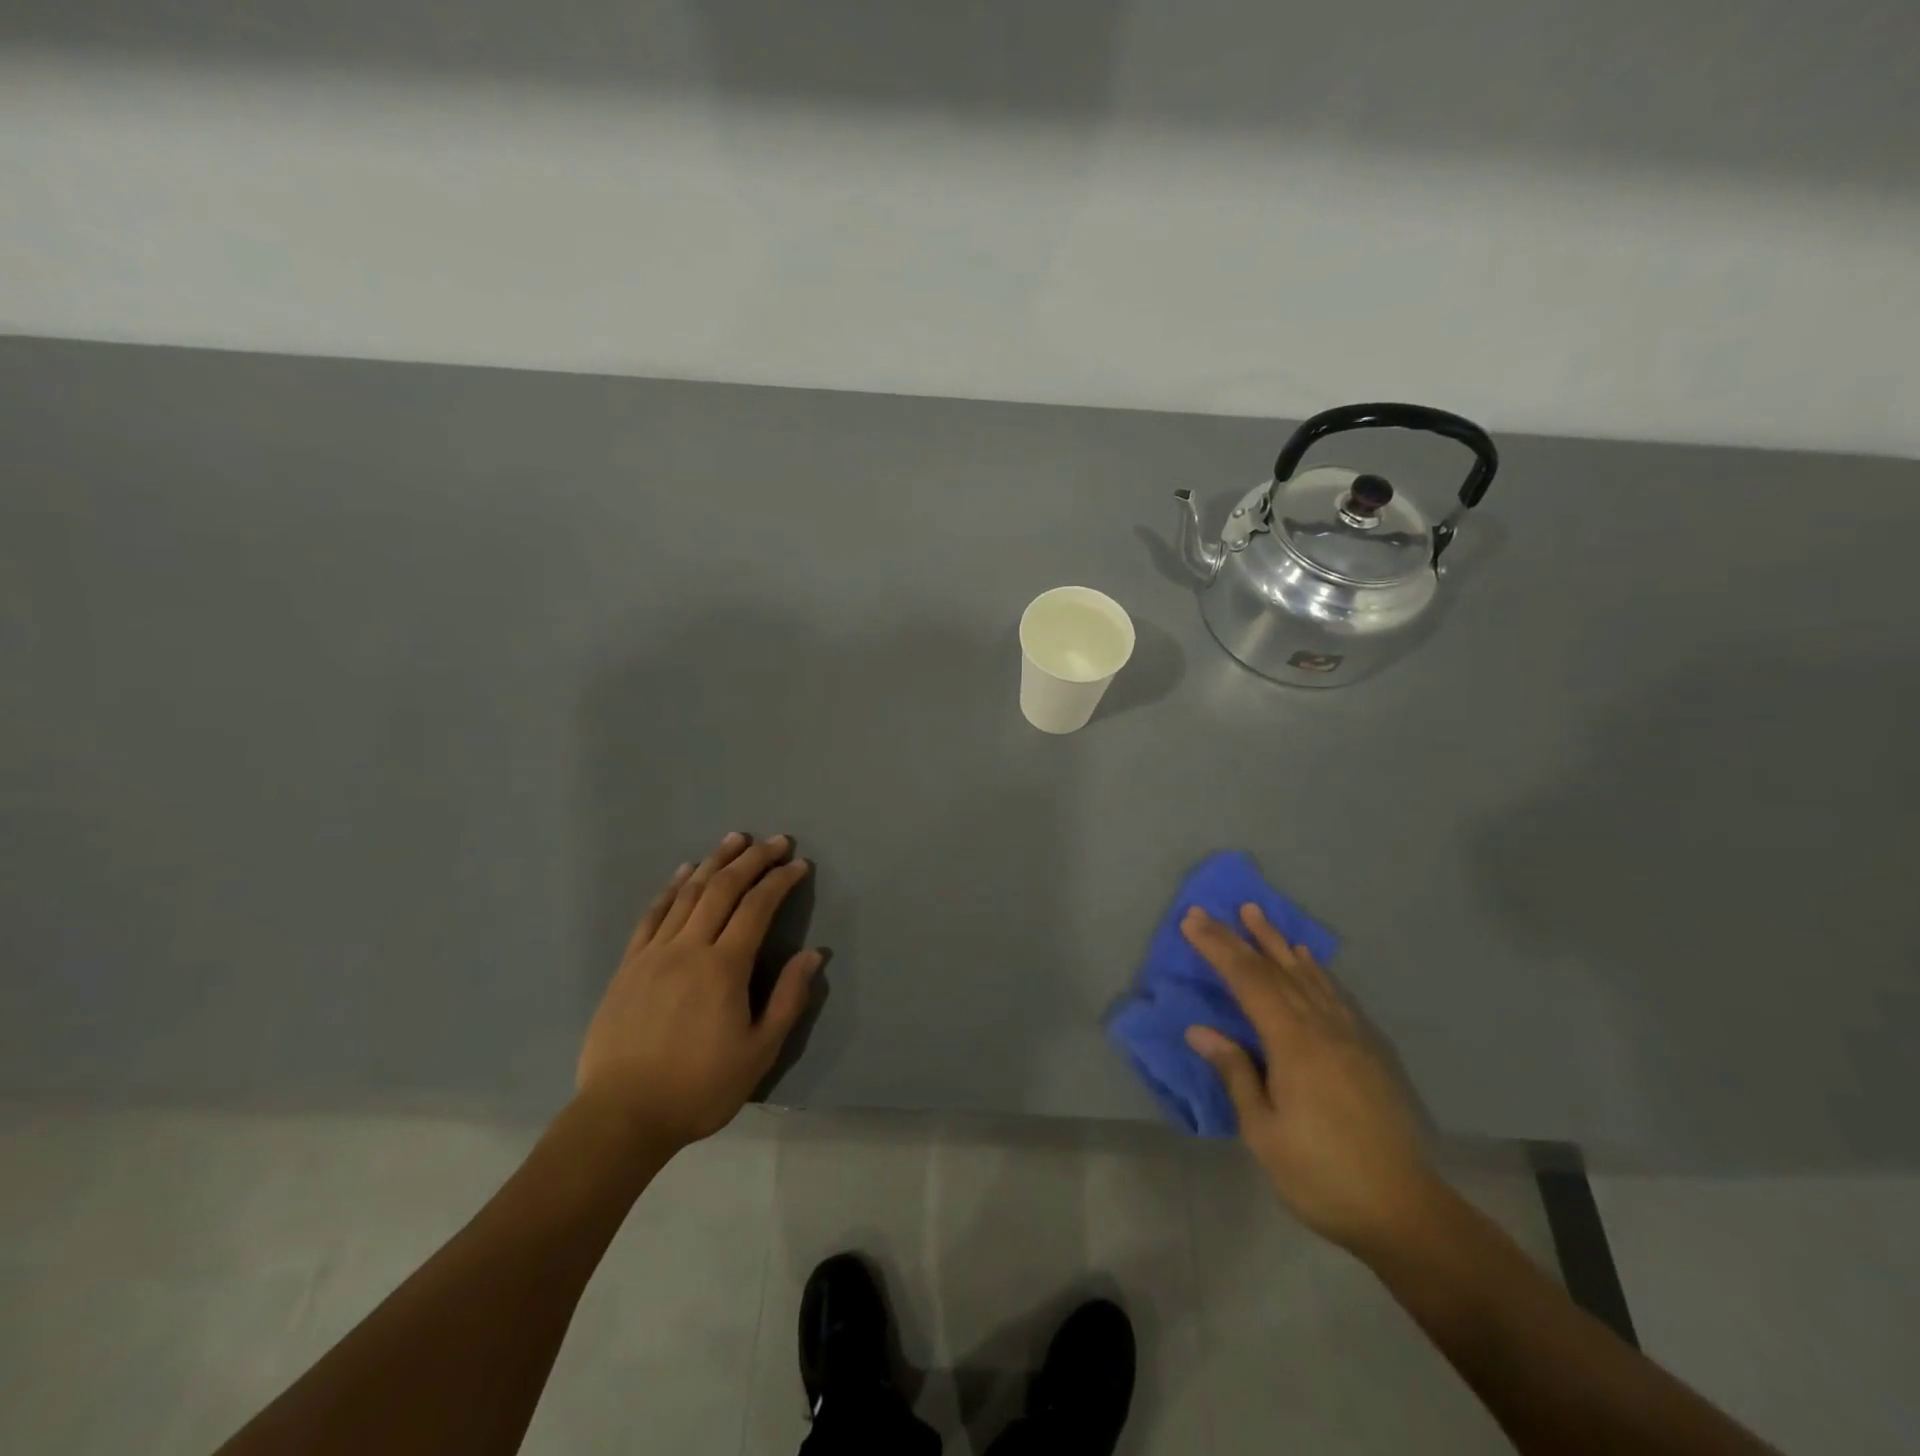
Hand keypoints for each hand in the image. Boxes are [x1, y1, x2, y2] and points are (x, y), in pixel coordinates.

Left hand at [576, 832, 821, 1150]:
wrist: (621, 1116)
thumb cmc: (699, 1088)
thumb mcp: (759, 1052)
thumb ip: (788, 999)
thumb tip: (812, 955)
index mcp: (724, 968)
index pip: (758, 907)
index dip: (780, 880)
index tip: (798, 864)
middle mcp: (689, 948)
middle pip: (723, 889)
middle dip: (752, 859)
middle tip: (774, 841)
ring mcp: (653, 953)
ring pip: (687, 893)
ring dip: (714, 862)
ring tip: (734, 840)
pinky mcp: (629, 965)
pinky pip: (652, 915)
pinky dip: (671, 888)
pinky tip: (684, 873)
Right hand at [1182, 904, 1435, 1253]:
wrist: (1406, 1212)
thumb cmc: (1321, 1175)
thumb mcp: (1264, 1132)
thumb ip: (1235, 1073)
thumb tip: (1201, 1031)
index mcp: (1293, 1043)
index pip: (1248, 981)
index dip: (1218, 948)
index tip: (1191, 921)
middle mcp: (1322, 1027)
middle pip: (1275, 970)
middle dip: (1239, 938)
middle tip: (1210, 911)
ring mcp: (1350, 1035)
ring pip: (1307, 975)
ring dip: (1277, 942)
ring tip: (1256, 914)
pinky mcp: (1369, 1050)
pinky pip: (1335, 993)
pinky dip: (1314, 969)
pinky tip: (1306, 960)